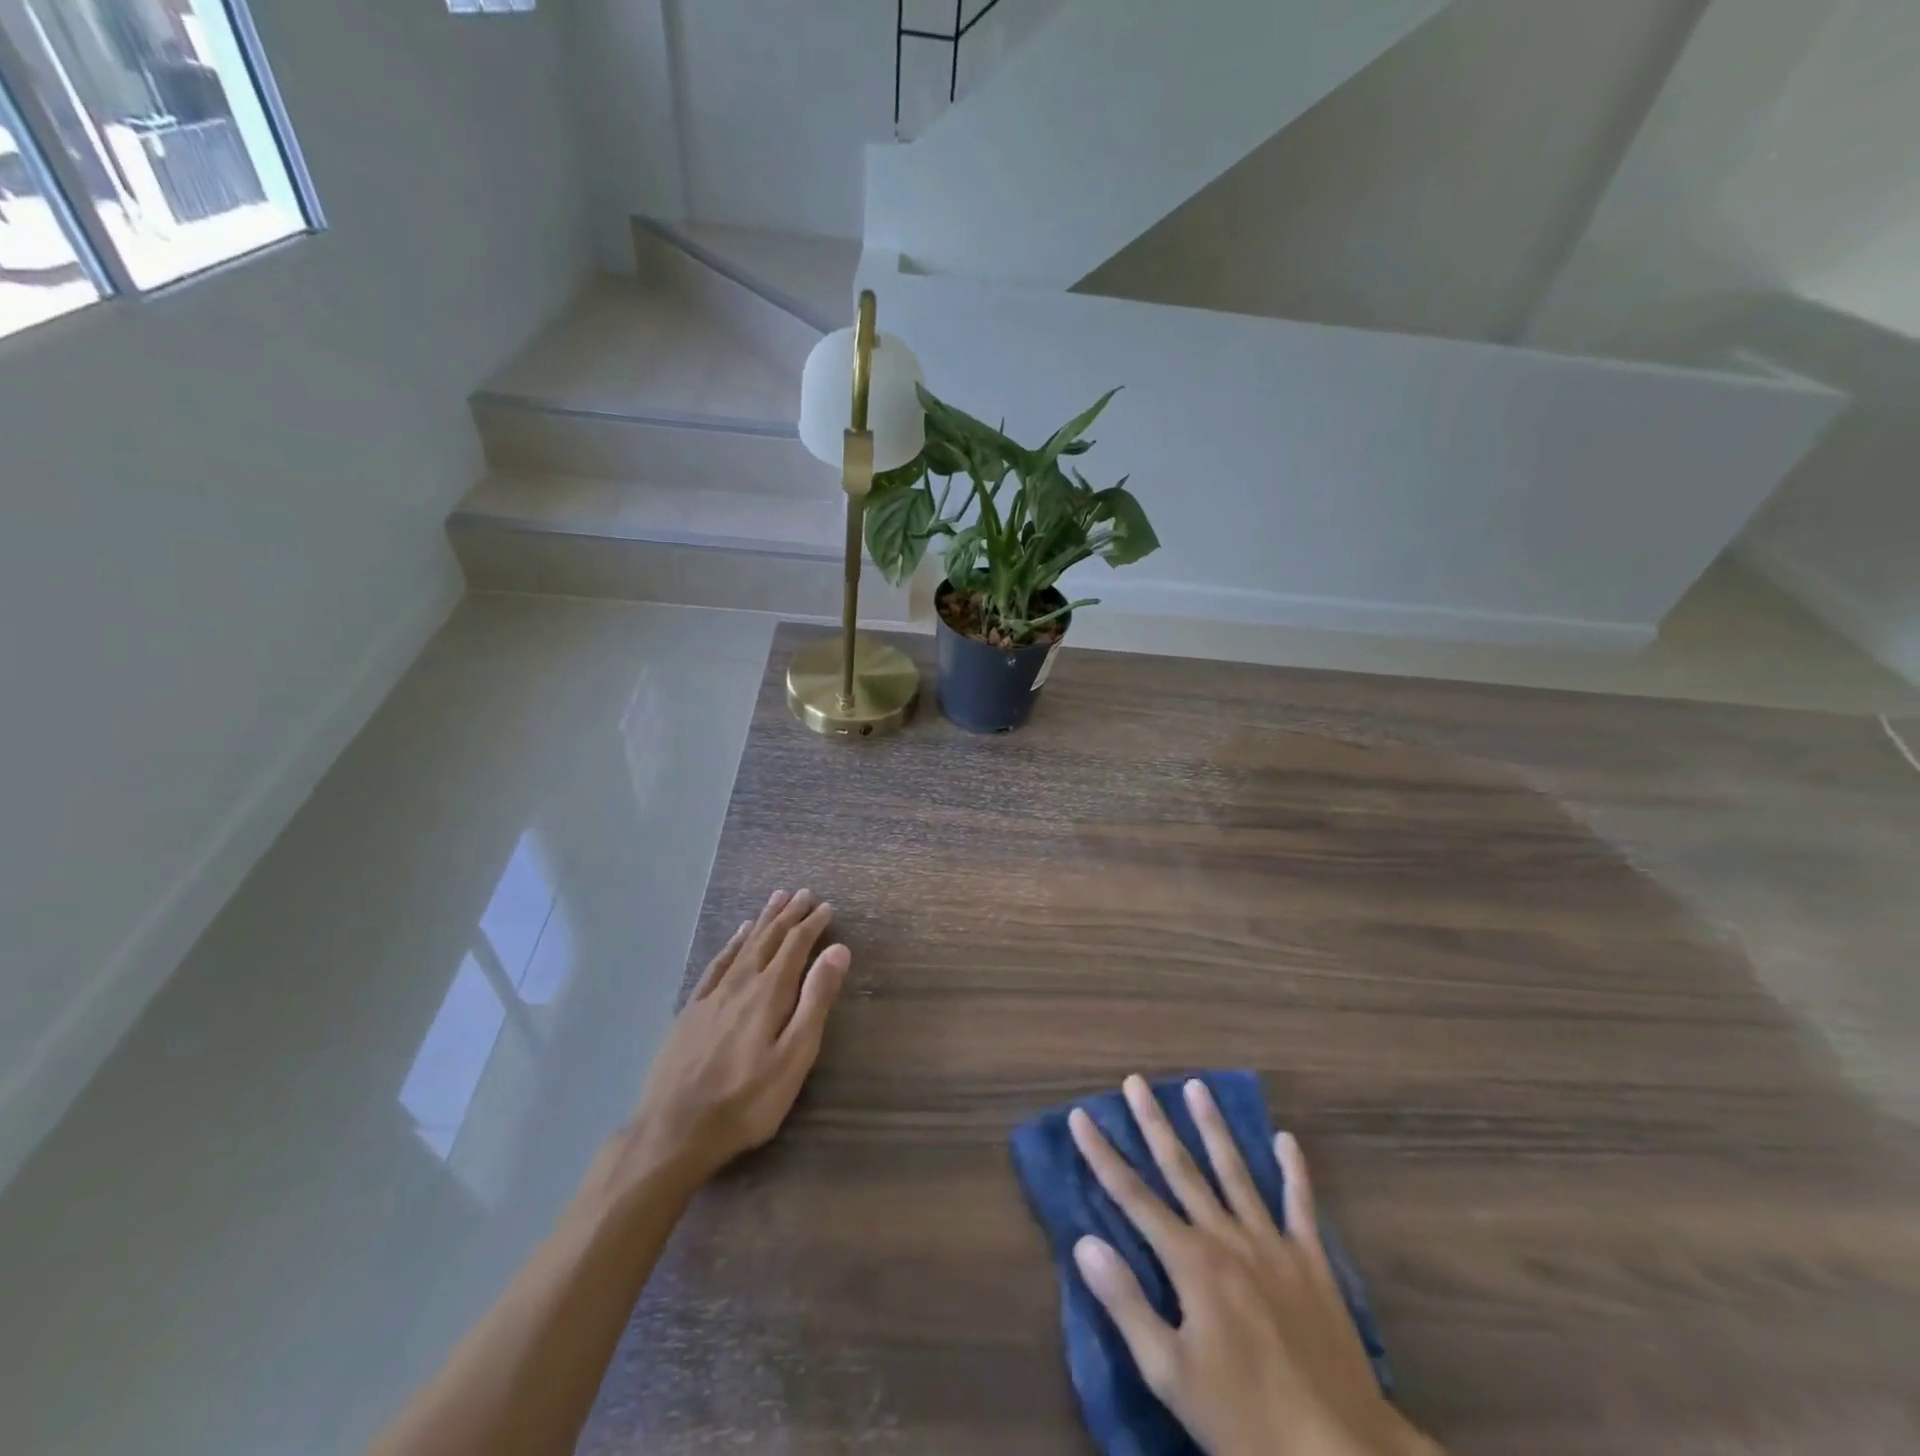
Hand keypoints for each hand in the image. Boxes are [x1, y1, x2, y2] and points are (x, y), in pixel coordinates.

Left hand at [596, 889, 849, 1203]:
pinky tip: (737, 936)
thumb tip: (838, 950)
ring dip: (763, 921)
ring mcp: (712, 995)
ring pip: (744, 946)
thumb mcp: (794, 1056)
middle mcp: (741, 983)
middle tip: (803, 893)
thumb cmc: (746, 1100)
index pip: (796, 946)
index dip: (812, 924)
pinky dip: (731, 944)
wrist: (673, 1131)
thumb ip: (816, 1001)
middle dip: (789, 915)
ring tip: (775, 899)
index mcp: (769, 993)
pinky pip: (717, 964)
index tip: (826, 907)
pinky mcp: (691, 1011)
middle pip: (769, 939)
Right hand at [1069, 1077, 1439, 1455]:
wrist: (1339, 1453)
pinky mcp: (1313, 1264)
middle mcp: (1227, 1238)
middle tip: (1136, 1081)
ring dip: (1214, 1128)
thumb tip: (1084, 1242)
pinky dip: (1295, 1172)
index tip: (1080, 1116)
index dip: (1102, 1155)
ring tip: (1198, 1087)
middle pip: (1182, 1169)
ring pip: (1236, 1172)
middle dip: (1154, 1123)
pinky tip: (1288, 1140)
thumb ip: (1126, 1303)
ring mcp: (1273, 1246)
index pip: (1133, 1196)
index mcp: (1191, 1262)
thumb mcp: (1170, 1374)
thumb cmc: (1244, 1420)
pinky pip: (1301, 1207)